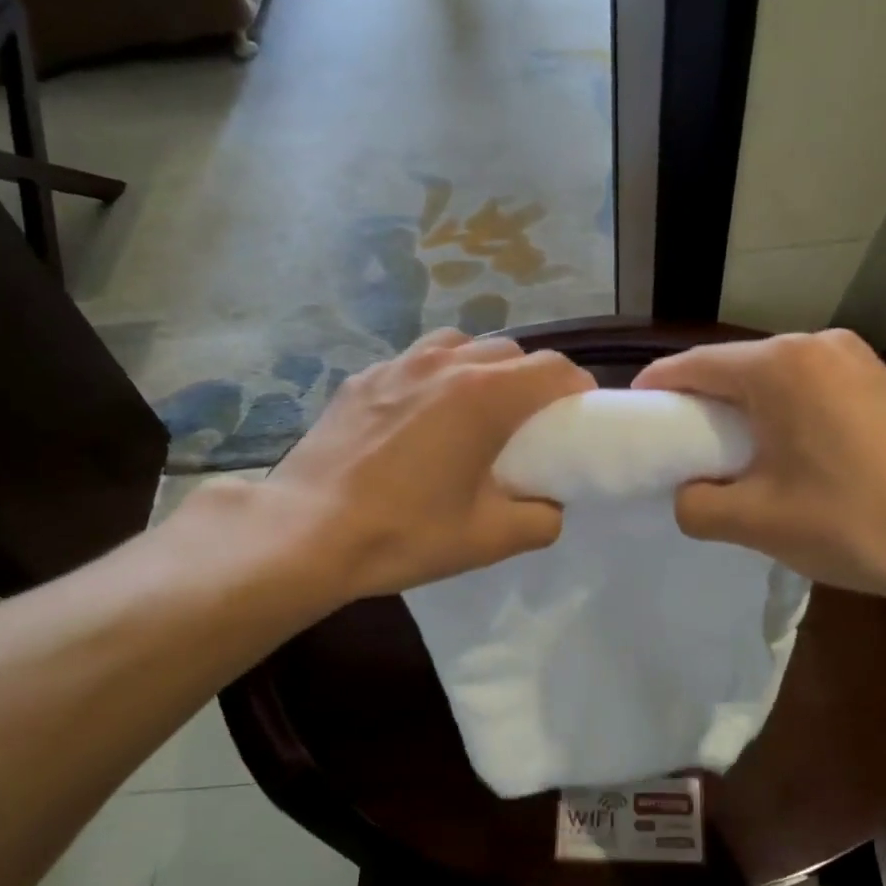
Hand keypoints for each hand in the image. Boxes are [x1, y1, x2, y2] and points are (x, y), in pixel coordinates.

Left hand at [228, 329, 593, 599]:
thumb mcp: (490, 539)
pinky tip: (421, 419)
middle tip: (529, 423)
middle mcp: (446, 363)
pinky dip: (436, 378)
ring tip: (476, 411)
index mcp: (485, 396)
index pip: (554, 369)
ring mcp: (398, 365)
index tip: (578, 418)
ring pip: (461, 346)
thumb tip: (550, 505)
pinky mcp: (363, 378)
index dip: (577, 390)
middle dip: (532, 380)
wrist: (307, 533)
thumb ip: (542, 519)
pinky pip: (416, 362)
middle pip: (511, 351)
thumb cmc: (406, 533)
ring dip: (483, 370)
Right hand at [632, 330, 885, 611]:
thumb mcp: (753, 521)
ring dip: (742, 409)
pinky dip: (780, 412)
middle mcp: (815, 344)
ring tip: (728, 455)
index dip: (655, 390)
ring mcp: (854, 359)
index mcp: (778, 365)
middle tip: (678, 448)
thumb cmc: (848, 523)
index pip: (692, 365)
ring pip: (772, 377)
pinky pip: (807, 387)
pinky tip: (779, 452)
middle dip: (700, 403)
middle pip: (734, 367)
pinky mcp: (878, 381)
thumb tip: (688, 494)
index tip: (634, 420)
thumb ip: (696, 503)